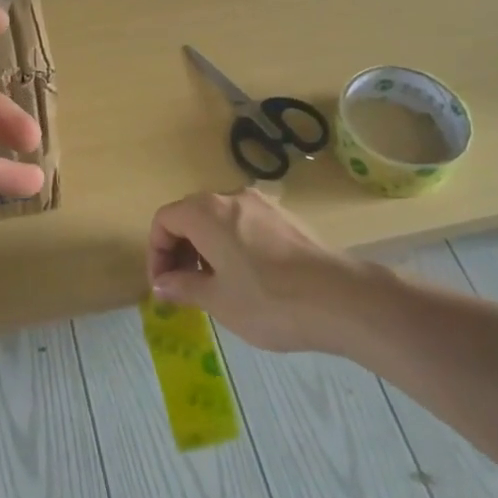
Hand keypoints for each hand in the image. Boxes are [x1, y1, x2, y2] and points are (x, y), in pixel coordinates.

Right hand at [146, 188, 366, 352]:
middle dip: (179, 250)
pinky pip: (245, 225)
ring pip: (219, 220)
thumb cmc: (268, 301)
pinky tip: (246, 279)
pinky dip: (232, 245)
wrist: (341, 299)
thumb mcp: (217, 300)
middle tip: (182, 288)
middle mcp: (232, 197)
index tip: (163, 286)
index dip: (156, 252)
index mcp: (207, 212)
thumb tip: (162, 284)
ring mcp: (263, 204)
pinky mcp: (286, 218)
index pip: (165, 220)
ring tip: (214, 286)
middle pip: (191, 215)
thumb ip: (183, 286)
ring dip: (205, 248)